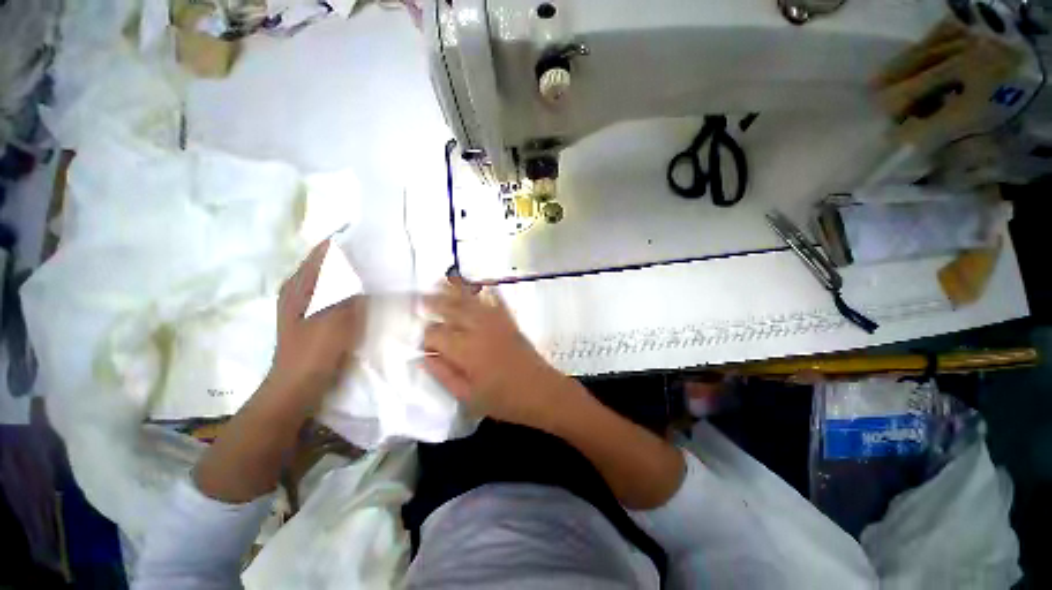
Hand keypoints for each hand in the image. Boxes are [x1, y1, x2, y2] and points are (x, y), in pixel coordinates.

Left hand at [266, 240, 365, 410]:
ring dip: (350, 270)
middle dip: (350, 255)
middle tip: (379, 252)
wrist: (300, 382)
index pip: (323, 251)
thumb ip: (347, 287)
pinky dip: (348, 286)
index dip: (344, 241)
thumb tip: (358, 264)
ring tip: (376, 267)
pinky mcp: (313, 314)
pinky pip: (333, 291)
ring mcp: (304, 301)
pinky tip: (364, 290)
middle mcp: (299, 287)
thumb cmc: (316, 347)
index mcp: (300, 283)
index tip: (371, 236)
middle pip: (326, 262)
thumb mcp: (336, 313)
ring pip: (331, 276)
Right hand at [422, 281, 570, 428]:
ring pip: (471, 300)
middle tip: (421, 298)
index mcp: (464, 350)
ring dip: (456, 290)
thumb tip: (424, 358)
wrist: (541, 391)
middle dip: (434, 302)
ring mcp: (496, 322)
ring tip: (443, 280)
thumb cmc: (504, 400)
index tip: (425, 344)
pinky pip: (496, 301)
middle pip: (451, 309)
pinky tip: (481, 285)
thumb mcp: (468, 396)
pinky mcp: (509, 322)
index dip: (427, 337)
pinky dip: (487, 291)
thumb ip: (444, 375)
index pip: (436, 334)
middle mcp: (478, 330)